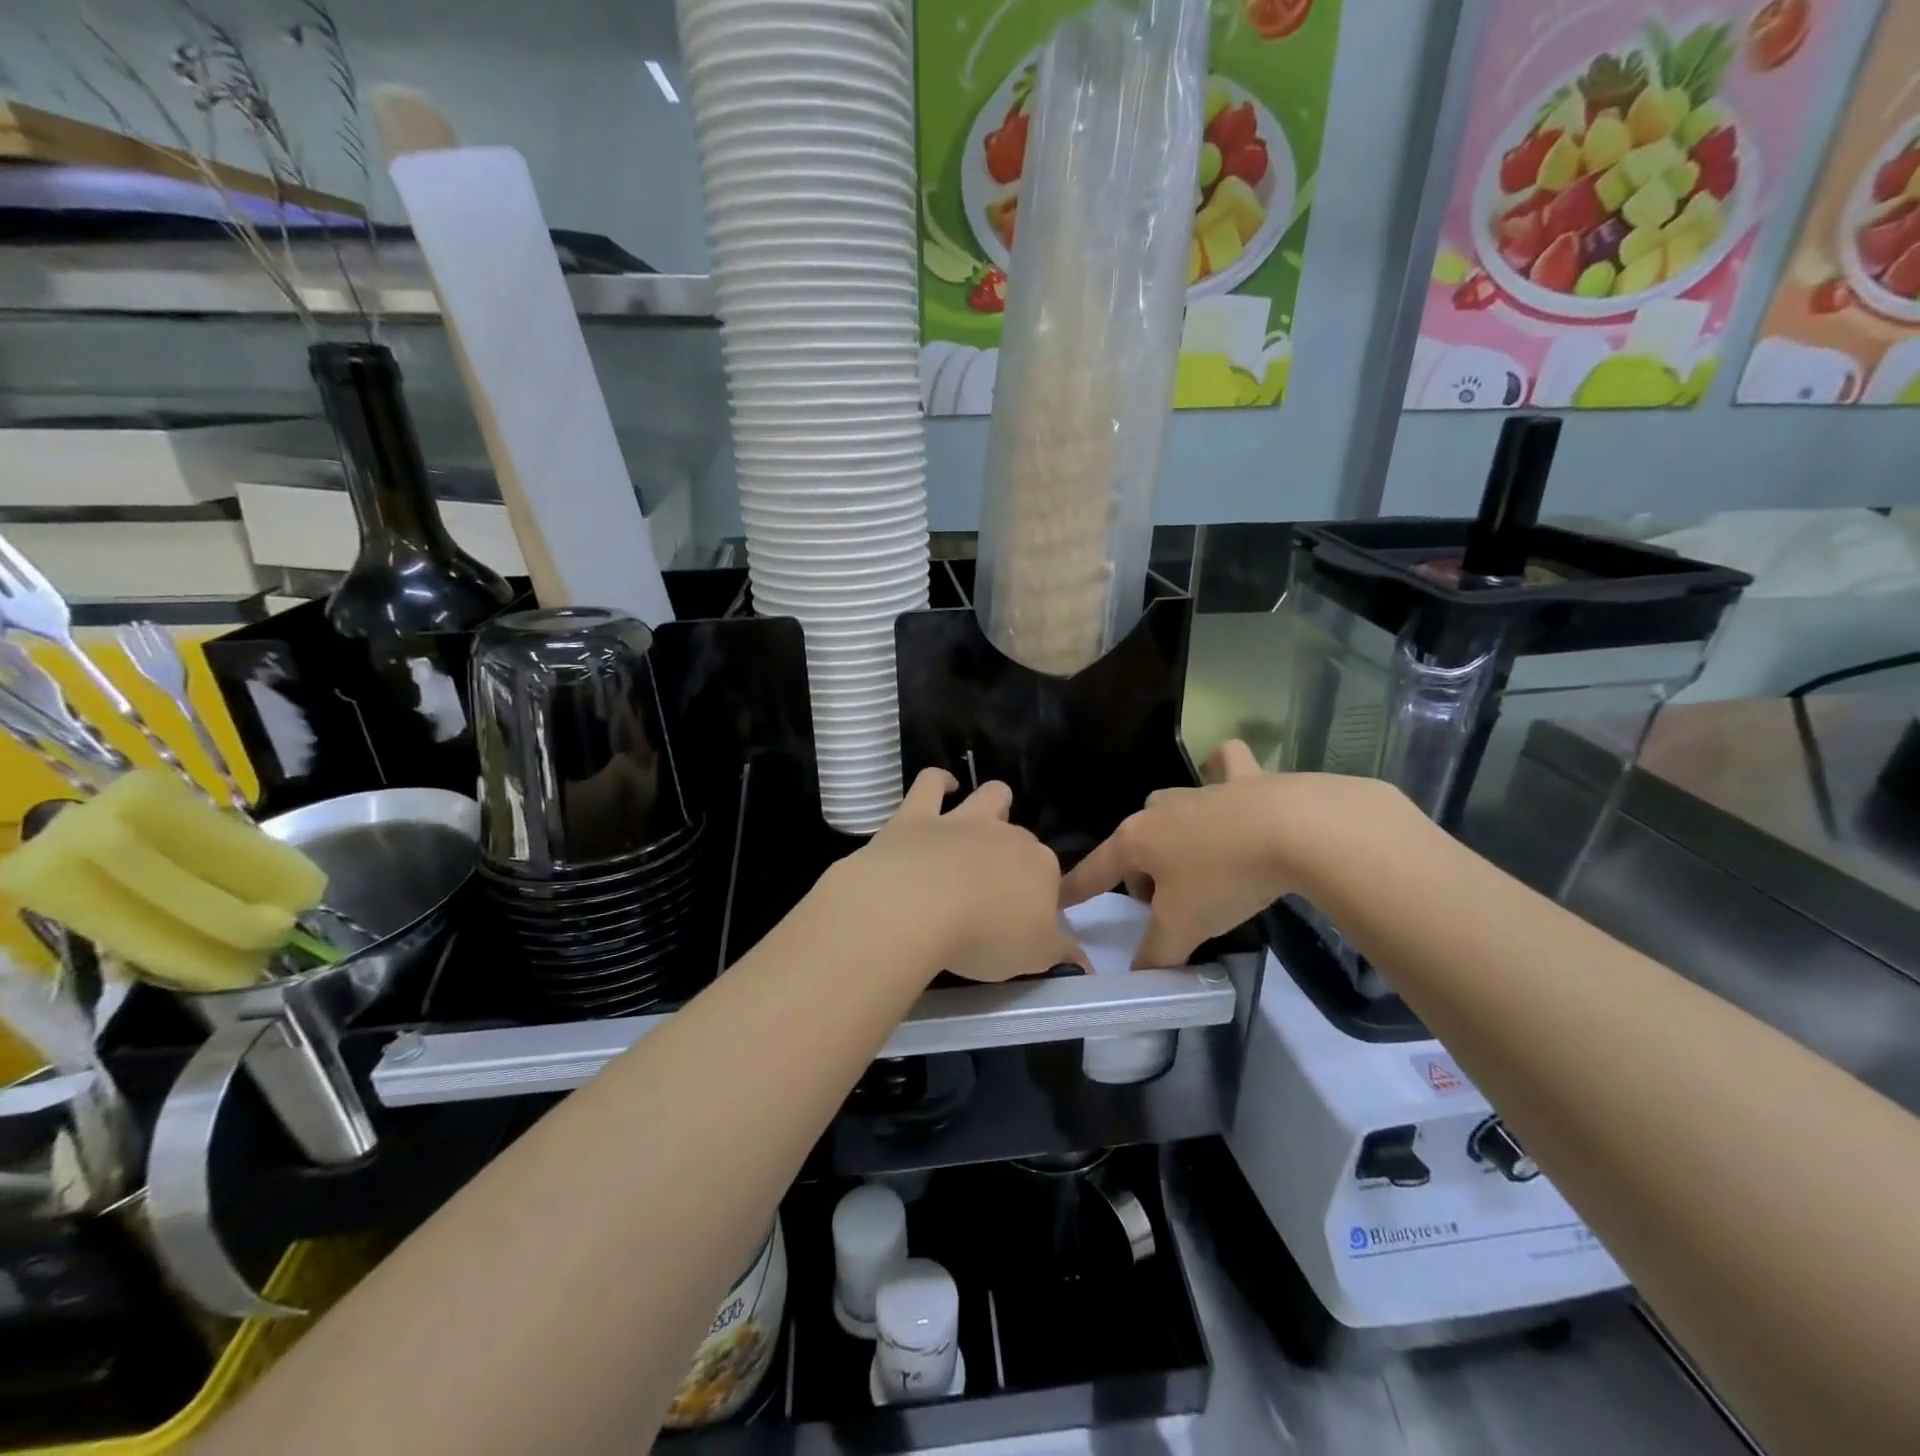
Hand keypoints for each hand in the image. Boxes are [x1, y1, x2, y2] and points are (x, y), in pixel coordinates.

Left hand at [835, 770, 1085, 983]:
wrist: (918, 907)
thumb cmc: (985, 936)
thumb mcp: (1034, 957)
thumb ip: (1061, 955)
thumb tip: (1085, 964)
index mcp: (1040, 867)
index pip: (1049, 875)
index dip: (1039, 893)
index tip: (1025, 918)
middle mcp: (1005, 835)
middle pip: (1020, 837)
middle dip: (1014, 854)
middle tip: (997, 887)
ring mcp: (961, 820)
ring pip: (990, 795)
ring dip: (993, 802)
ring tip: (985, 819)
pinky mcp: (917, 816)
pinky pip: (931, 783)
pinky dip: (939, 781)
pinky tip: (944, 786)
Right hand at [1059, 741, 1405, 967]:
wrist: (1297, 829)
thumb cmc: (1225, 878)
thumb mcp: (1184, 927)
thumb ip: (1156, 955)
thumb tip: (1139, 978)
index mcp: (1136, 840)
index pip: (1094, 871)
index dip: (1076, 890)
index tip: (1057, 899)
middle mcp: (1159, 808)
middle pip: (1135, 844)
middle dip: (1140, 875)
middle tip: (1164, 907)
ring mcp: (1200, 789)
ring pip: (1170, 811)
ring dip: (1173, 838)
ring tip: (1196, 867)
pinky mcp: (1244, 778)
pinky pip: (1223, 765)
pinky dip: (1219, 770)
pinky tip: (1222, 777)